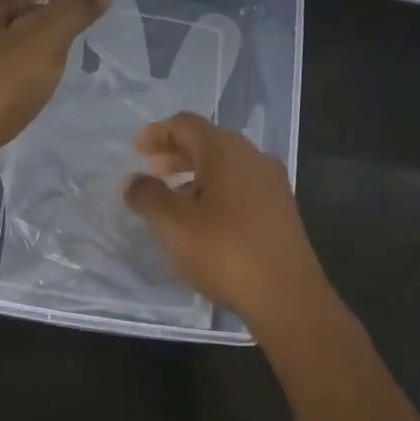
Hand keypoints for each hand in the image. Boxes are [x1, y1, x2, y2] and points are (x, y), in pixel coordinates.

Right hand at [123, 112, 329, 325]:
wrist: (286, 295)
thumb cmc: (223, 251)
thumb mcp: (173, 224)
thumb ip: (148, 196)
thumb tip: (133, 181)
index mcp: (226, 151)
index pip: (186, 124)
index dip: (158, 132)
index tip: (137, 150)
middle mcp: (253, 158)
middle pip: (208, 142)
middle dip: (177, 153)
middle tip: (152, 171)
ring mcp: (272, 184)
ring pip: (226, 166)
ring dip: (196, 174)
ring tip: (173, 198)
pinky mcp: (281, 211)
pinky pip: (241, 187)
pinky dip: (215, 191)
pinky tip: (203, 220)